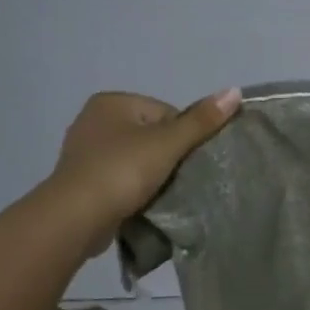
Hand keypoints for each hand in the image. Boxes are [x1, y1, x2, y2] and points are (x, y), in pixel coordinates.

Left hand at [45, 89, 241, 253]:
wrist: (75, 218)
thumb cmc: (122, 171)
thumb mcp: (167, 143)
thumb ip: (201, 120)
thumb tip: (235, 91)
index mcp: (111, 102)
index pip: (166, 113)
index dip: (182, 138)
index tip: (183, 162)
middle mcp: (93, 119)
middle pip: (151, 135)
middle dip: (166, 157)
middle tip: (175, 181)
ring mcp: (84, 151)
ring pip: (136, 159)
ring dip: (150, 176)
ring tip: (158, 195)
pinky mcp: (81, 181)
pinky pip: (119, 179)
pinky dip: (132, 189)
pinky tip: (140, 204)